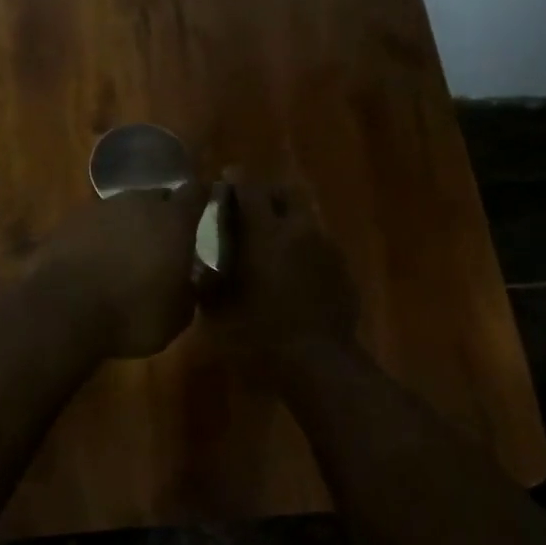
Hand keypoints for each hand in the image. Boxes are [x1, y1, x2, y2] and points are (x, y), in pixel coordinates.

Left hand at [38, 184, 209, 358]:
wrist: (62, 310)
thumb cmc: (132, 313)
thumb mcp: (177, 317)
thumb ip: (188, 292)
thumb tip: (187, 282)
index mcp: (173, 220)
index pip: (195, 193)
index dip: (202, 197)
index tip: (206, 201)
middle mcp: (138, 204)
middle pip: (156, 198)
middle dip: (162, 214)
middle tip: (164, 239)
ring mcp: (99, 209)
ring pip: (122, 210)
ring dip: (128, 226)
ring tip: (127, 254)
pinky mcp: (67, 222)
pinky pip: (93, 226)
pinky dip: (98, 238)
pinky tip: (94, 262)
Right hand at [204, 179, 357, 368]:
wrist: (318, 363)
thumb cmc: (260, 333)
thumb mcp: (218, 309)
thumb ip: (207, 280)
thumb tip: (202, 267)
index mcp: (266, 232)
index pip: (249, 188)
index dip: (235, 180)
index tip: (224, 183)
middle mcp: (299, 229)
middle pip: (285, 193)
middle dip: (266, 194)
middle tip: (249, 210)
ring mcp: (327, 248)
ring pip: (305, 219)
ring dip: (287, 223)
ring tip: (271, 245)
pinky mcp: (343, 270)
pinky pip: (319, 246)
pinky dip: (304, 250)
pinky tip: (293, 274)